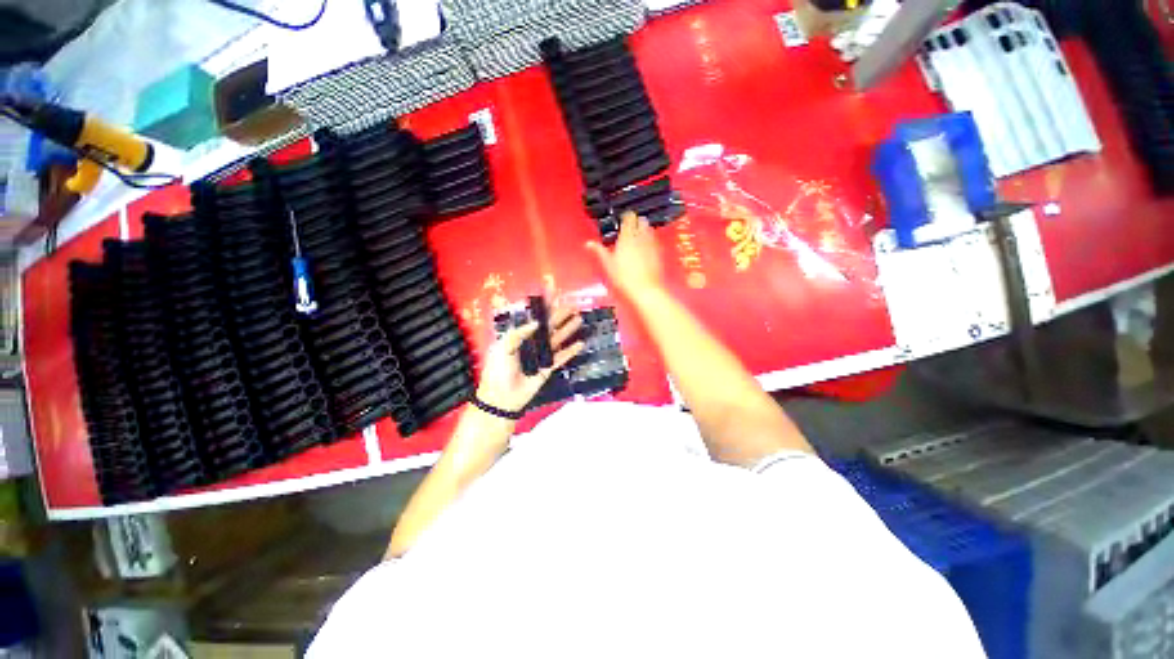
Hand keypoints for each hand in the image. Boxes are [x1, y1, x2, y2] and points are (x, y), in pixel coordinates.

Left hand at [476, 297, 584, 413]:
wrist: (501, 397)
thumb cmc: (498, 370)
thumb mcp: (503, 347)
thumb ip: (519, 333)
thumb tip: (537, 323)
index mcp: (518, 336)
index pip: (533, 318)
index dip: (543, 307)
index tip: (554, 294)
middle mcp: (531, 343)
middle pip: (548, 326)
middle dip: (560, 315)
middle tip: (572, 306)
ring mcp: (540, 355)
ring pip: (557, 339)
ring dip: (567, 329)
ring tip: (579, 320)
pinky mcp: (548, 368)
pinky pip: (561, 357)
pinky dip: (570, 351)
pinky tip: (580, 343)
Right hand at [585, 211, 664, 300]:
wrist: (645, 290)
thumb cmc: (625, 278)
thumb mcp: (608, 264)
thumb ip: (599, 251)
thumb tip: (589, 244)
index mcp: (627, 237)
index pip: (628, 218)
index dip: (626, 217)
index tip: (623, 219)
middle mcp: (641, 237)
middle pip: (641, 221)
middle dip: (637, 221)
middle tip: (631, 226)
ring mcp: (652, 244)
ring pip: (649, 229)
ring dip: (645, 230)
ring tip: (639, 235)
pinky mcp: (659, 253)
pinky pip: (655, 241)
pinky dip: (651, 241)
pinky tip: (646, 248)